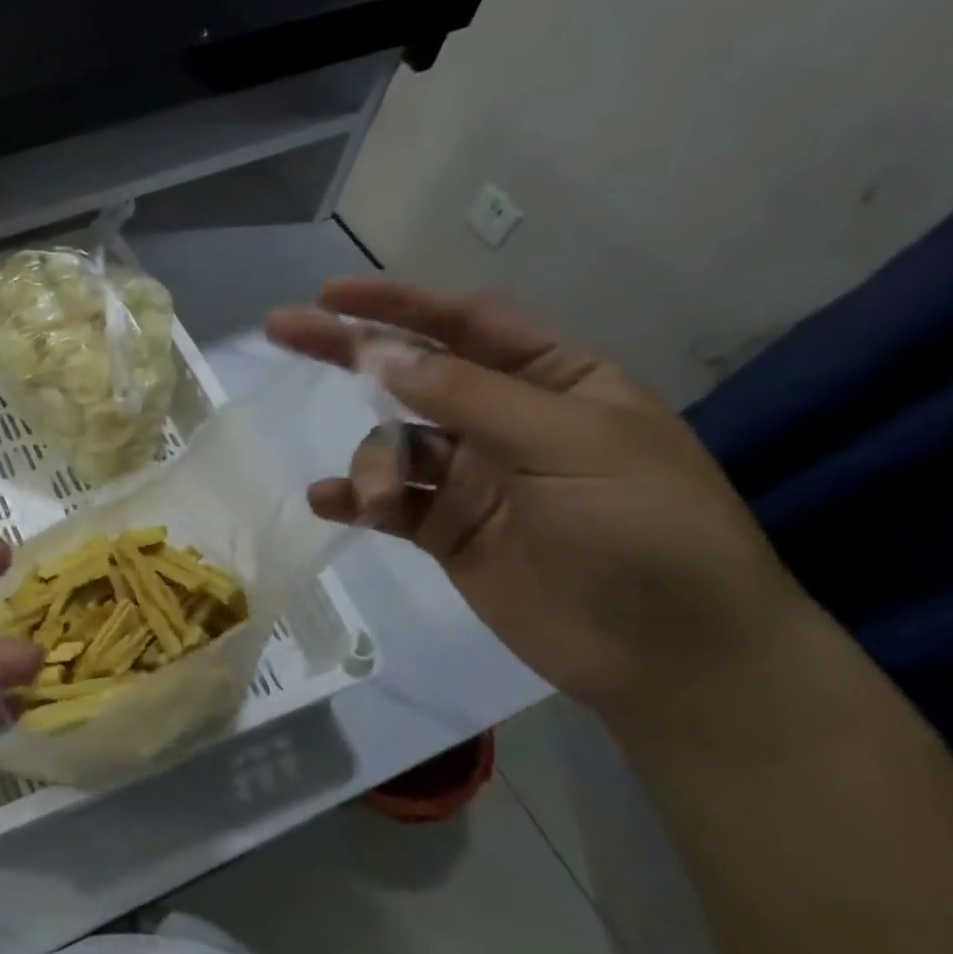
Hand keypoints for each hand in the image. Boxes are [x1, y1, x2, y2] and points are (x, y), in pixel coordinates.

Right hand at [267, 280, 804, 721]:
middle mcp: (505, 420)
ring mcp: (472, 477)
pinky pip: (387, 502)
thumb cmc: (643, 529)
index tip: (331, 296)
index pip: (466, 323)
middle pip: (413, 373)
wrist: (670, 657)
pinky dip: (356, 497)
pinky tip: (330, 501)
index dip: (399, 304)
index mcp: (554, 380)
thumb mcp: (567, 444)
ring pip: (395, 445)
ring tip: (380, 497)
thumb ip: (468, 396)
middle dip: (350, 352)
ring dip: (374, 462)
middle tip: (282, 329)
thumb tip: (380, 355)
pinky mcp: (445, 530)